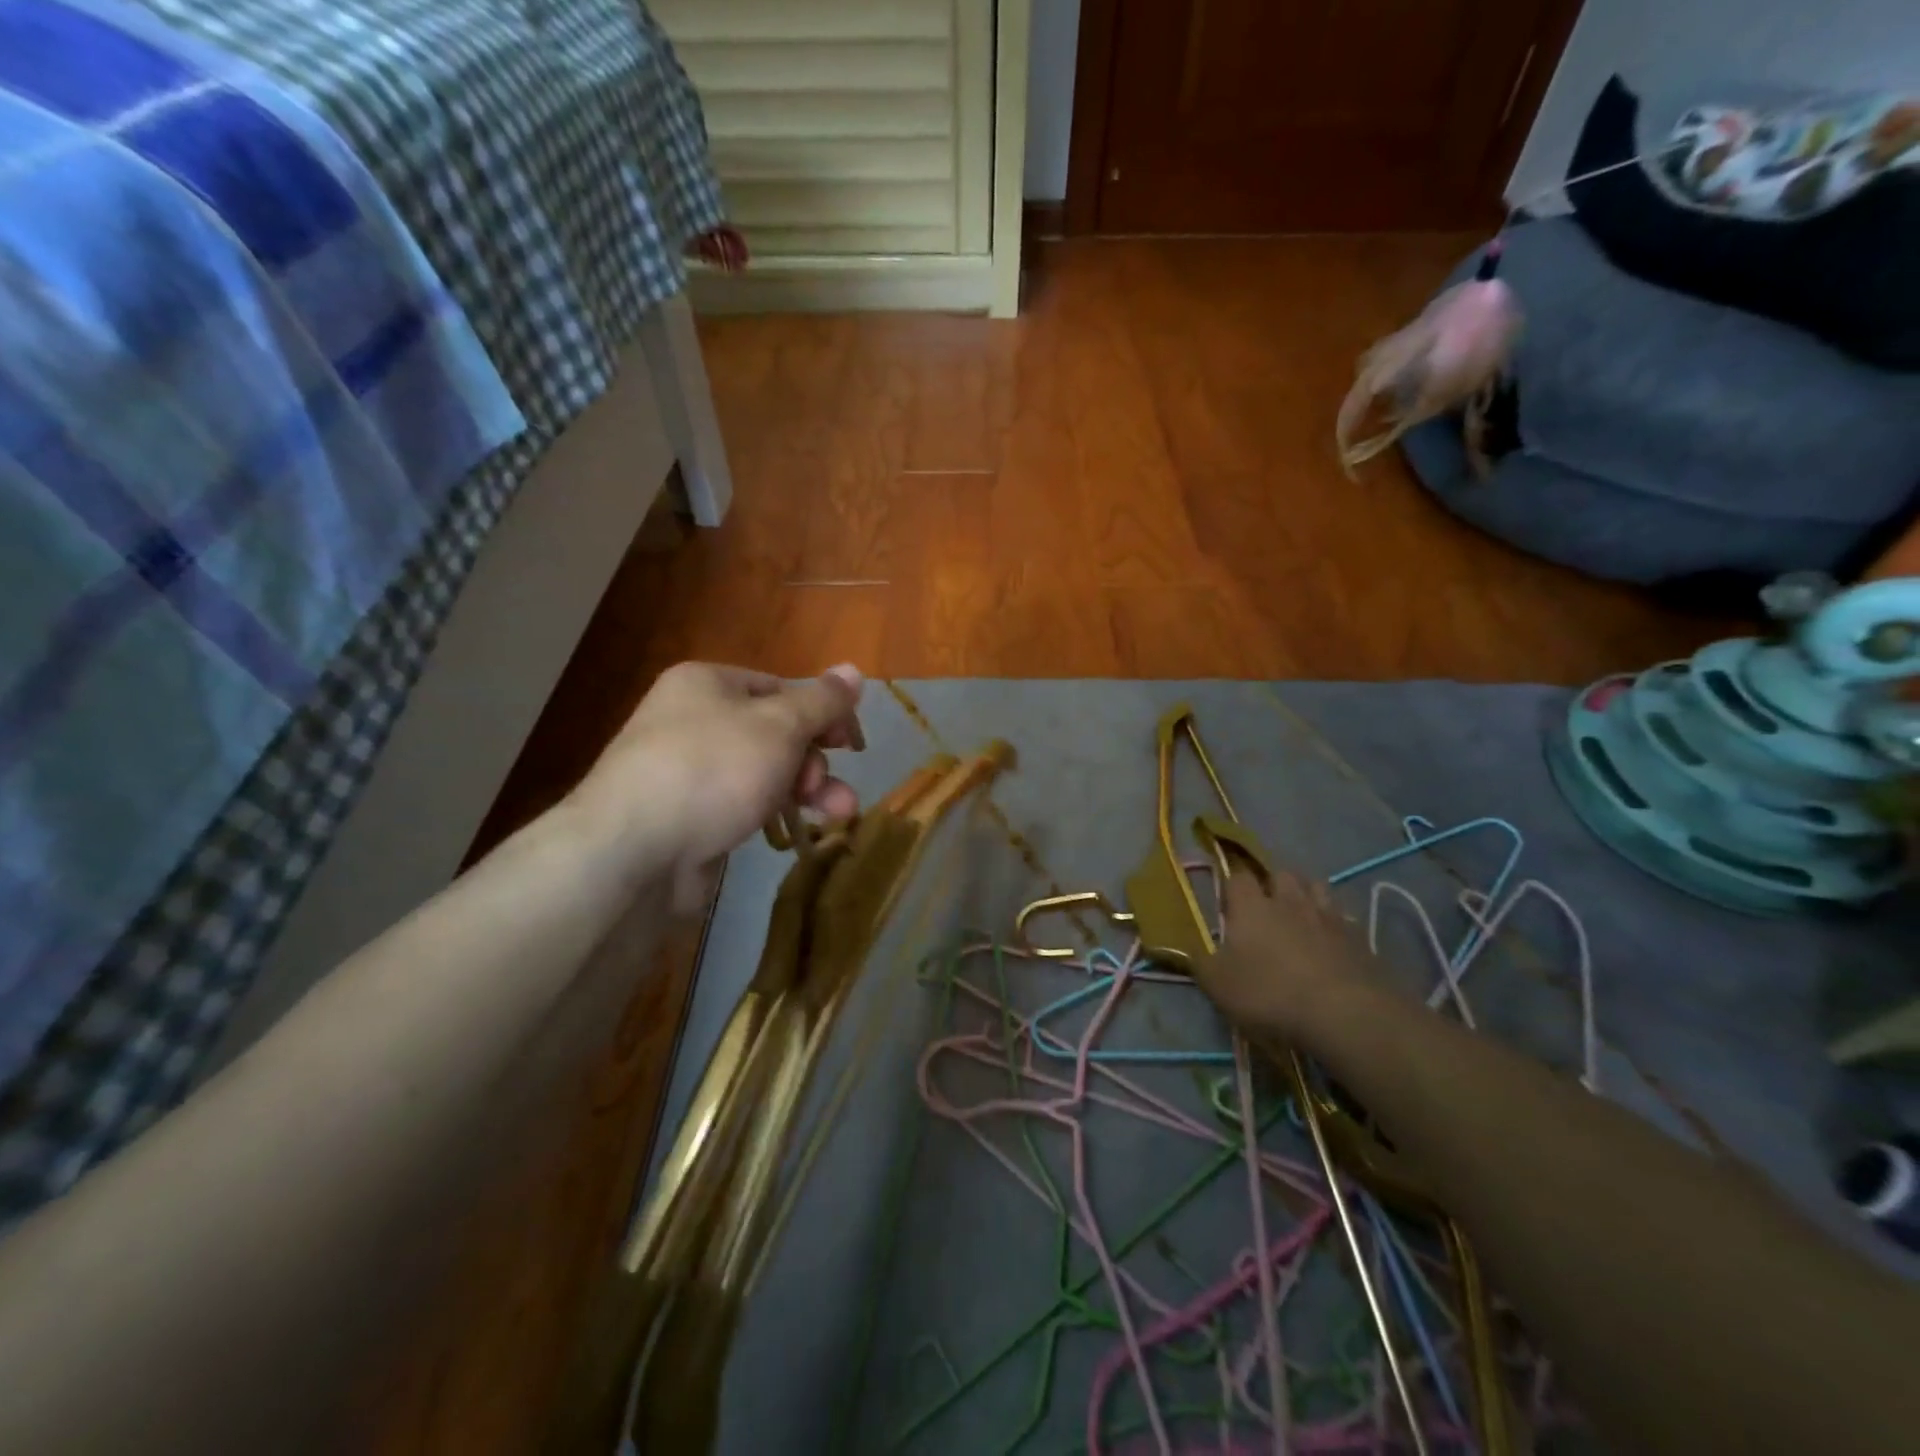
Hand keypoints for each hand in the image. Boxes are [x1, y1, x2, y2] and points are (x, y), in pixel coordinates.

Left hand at [569, 662, 864, 910]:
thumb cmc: (713, 770)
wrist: (632, 851)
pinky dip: (773, 811)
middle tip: (828, 787)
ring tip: (840, 813)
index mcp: (708, 684)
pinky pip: (743, 803)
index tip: (852, 744)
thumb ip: (822, 702)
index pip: (781, 688)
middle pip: (775, 732)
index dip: (823, 713)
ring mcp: (689, 771)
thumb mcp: (779, 727)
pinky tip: (796, 830)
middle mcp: (695, 720)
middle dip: (814, 760)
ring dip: (806, 790)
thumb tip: (855, 670)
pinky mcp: (689, 816)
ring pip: (764, 772)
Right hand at [1192, 867, 1378, 1037]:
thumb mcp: (1218, 985)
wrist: (1345, 1013)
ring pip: (1316, 887)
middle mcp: (1289, 901)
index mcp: (1251, 906)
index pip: (1238, 877)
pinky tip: (1330, 941)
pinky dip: (1334, 923)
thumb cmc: (1270, 993)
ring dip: (1306, 894)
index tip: (1227, 903)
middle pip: (1281, 873)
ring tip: (1299, 914)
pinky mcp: (1359, 938)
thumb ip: (1200, 963)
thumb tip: (1188, 949)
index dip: (1231, 886)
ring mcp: (1328, 916)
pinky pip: (1343, 918)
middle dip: (1272, 883)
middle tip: (1265, 905)